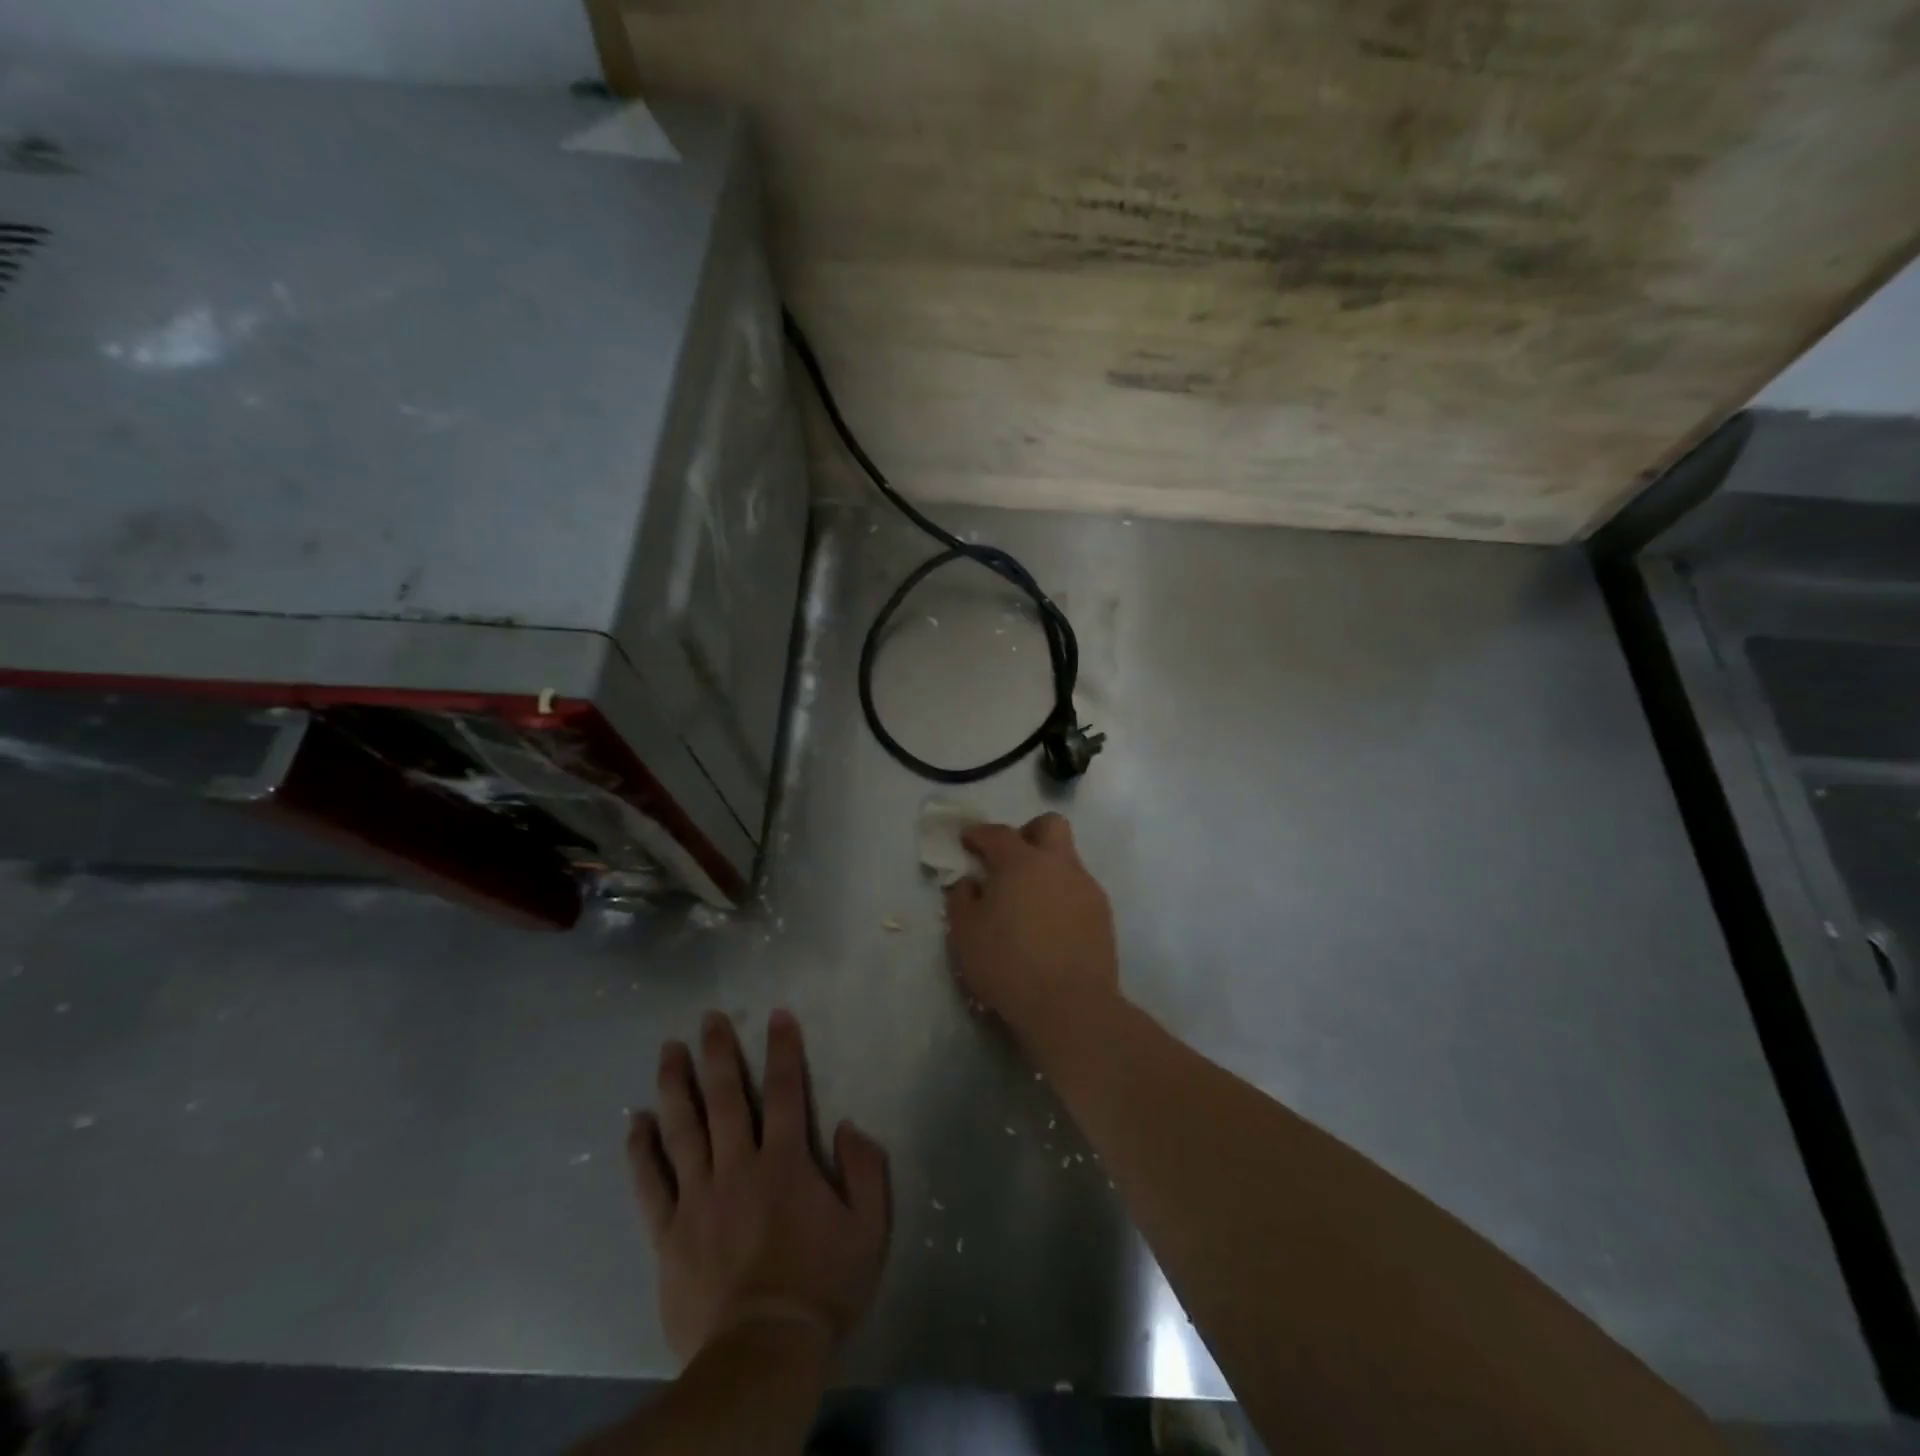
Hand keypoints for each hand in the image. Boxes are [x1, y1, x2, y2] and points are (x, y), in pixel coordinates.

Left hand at [629, 1009, 889, 1364]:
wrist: (761, 1356)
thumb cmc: (820, 1289)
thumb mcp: (868, 1230)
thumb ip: (866, 1170)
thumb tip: (850, 1125)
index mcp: (786, 1163)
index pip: (787, 1091)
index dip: (783, 1049)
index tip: (777, 1015)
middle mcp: (739, 1167)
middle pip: (726, 1098)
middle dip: (719, 1052)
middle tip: (709, 1017)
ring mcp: (699, 1198)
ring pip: (683, 1128)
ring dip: (675, 1085)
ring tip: (668, 1049)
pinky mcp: (669, 1233)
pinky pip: (649, 1183)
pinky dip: (641, 1150)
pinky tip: (635, 1122)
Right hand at [944, 813, 1119, 1052]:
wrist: (1070, 1006)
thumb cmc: (1008, 965)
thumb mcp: (965, 934)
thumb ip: (961, 899)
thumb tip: (969, 883)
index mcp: (1021, 862)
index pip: (998, 833)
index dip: (978, 834)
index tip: (967, 841)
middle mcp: (1058, 865)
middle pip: (1049, 826)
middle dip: (1028, 833)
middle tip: (1009, 860)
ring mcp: (1086, 888)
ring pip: (1067, 860)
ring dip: (1046, 869)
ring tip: (1028, 902)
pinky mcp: (1103, 915)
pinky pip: (1078, 890)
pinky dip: (1061, 896)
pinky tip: (1049, 926)